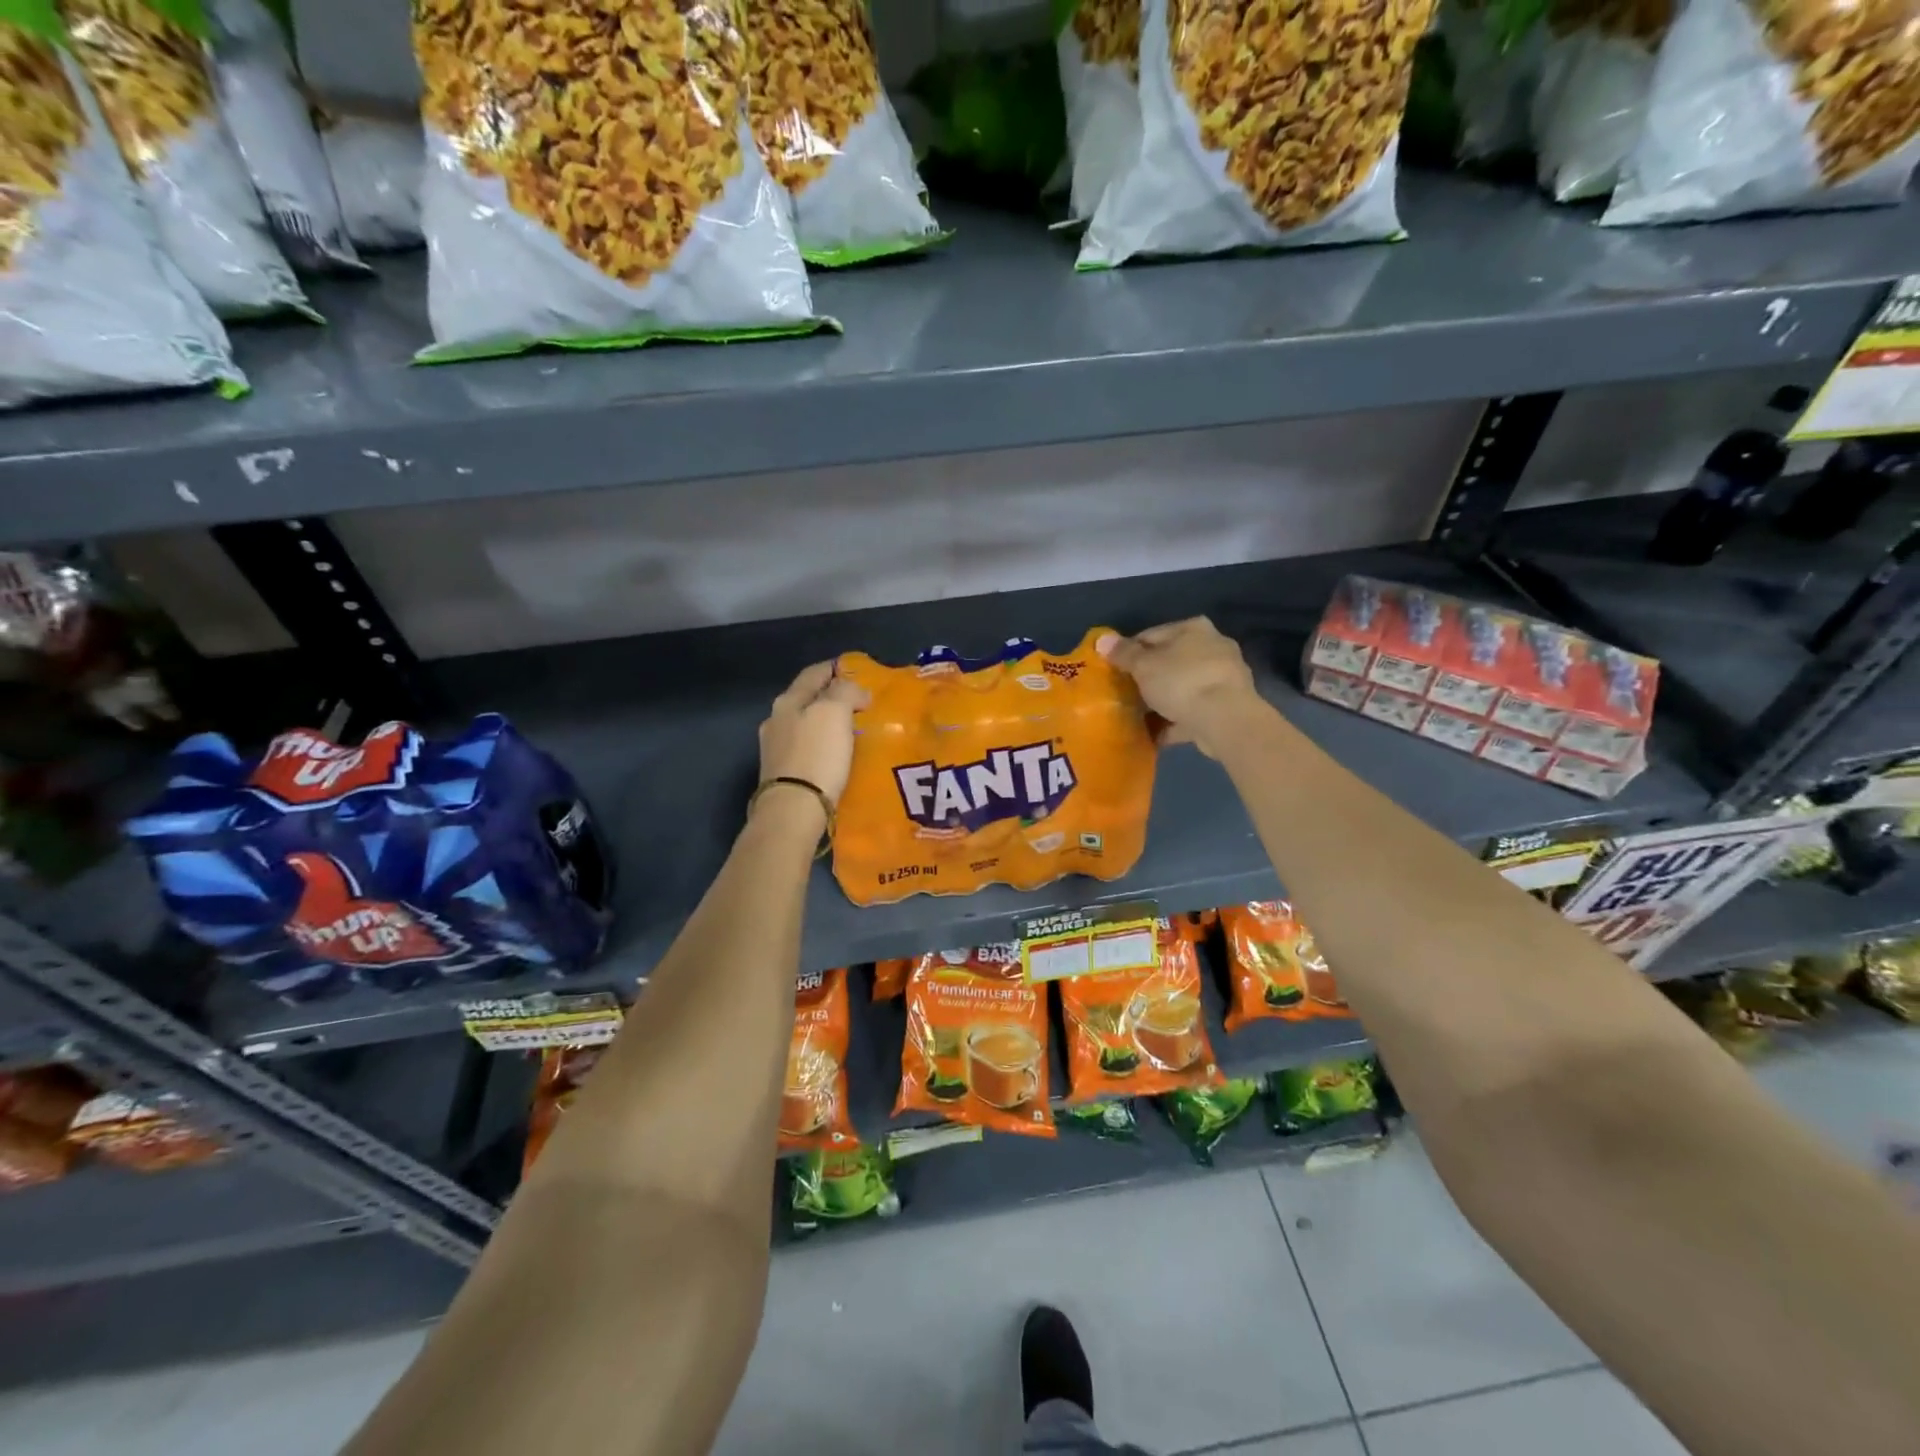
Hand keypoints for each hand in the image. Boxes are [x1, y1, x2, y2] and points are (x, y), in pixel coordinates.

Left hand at [758, 661, 866, 807]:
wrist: (793, 810)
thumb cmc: (816, 756)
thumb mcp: (834, 711)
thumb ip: (845, 691)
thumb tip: (856, 692)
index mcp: (788, 701)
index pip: (813, 674)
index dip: (834, 668)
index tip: (856, 670)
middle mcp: (776, 720)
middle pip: (806, 699)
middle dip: (831, 697)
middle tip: (858, 702)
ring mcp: (775, 749)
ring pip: (805, 725)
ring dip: (826, 723)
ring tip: (850, 730)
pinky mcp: (781, 774)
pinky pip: (806, 749)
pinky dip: (821, 745)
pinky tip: (835, 755)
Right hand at [1097, 618, 1263, 757]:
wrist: (1225, 719)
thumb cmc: (1181, 682)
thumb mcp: (1143, 666)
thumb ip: (1122, 653)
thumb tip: (1102, 639)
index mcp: (1193, 628)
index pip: (1151, 635)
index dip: (1128, 653)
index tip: (1113, 671)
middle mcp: (1212, 646)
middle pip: (1169, 662)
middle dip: (1147, 679)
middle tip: (1125, 696)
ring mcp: (1223, 678)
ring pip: (1182, 688)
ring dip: (1161, 701)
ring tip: (1138, 717)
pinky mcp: (1227, 706)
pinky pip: (1192, 711)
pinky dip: (1174, 721)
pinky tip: (1155, 734)